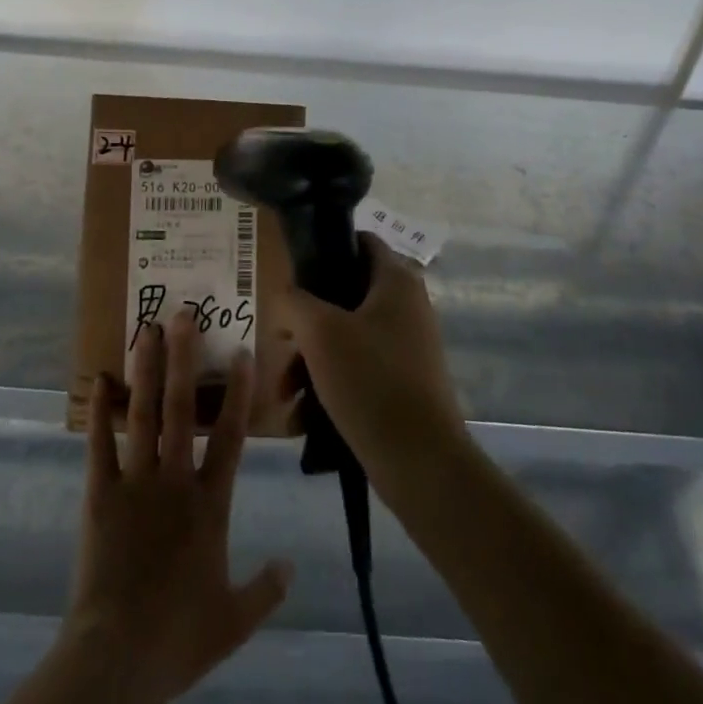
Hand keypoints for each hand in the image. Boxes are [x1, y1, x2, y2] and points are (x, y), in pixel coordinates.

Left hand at [67, 312, 294, 703]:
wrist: (119, 658)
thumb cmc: (180, 635)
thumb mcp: (234, 619)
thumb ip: (266, 589)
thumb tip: (292, 565)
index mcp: (209, 504)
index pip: (230, 436)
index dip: (238, 392)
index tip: (241, 352)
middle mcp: (174, 480)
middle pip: (181, 409)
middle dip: (183, 359)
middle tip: (183, 315)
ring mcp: (135, 483)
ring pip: (142, 415)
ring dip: (145, 371)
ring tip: (146, 330)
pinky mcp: (100, 495)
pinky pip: (99, 447)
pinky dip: (99, 413)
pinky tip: (98, 379)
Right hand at [280, 236, 467, 480]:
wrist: (421, 462)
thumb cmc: (369, 380)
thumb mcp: (320, 332)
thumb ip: (295, 301)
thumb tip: (288, 295)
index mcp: (396, 281)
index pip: (360, 241)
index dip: (325, 249)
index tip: (293, 274)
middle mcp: (408, 306)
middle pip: (345, 296)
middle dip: (307, 324)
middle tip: (281, 346)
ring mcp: (409, 346)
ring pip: (347, 338)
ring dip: (312, 361)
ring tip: (286, 395)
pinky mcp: (405, 383)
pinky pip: (359, 370)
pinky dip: (331, 386)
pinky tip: (304, 418)